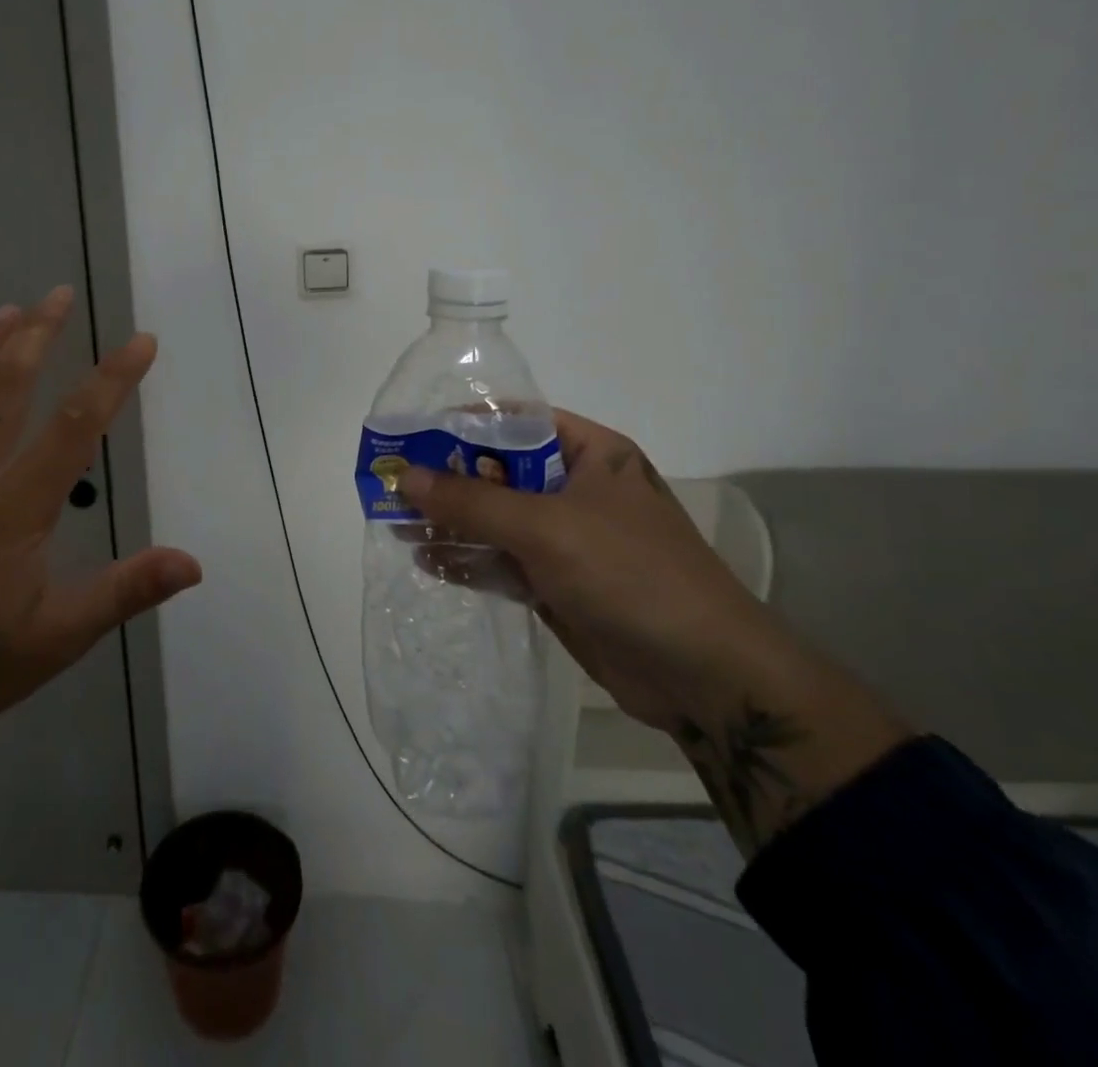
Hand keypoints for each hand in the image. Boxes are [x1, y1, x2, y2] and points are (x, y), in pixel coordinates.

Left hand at [0, 286, 201, 735]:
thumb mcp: (56, 637)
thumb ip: (123, 592)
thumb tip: (192, 563)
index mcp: (16, 504)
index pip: (77, 424)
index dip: (113, 378)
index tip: (141, 341)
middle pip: (8, 387)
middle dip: (38, 336)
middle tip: (59, 294)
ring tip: (8, 311)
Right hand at [400, 409, 770, 730]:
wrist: (703, 675)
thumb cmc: (629, 573)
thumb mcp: (546, 527)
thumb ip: (473, 501)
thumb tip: (406, 476)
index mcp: (590, 453)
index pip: (516, 422)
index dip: (463, 426)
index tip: (412, 436)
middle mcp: (577, 488)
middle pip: (500, 473)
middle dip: (448, 480)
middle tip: (393, 486)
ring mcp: (568, 539)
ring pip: (496, 520)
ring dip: (451, 522)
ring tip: (396, 524)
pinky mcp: (559, 583)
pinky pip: (503, 561)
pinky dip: (468, 560)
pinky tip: (428, 560)